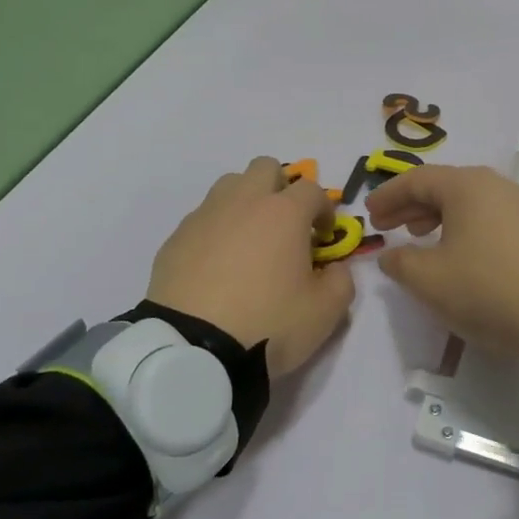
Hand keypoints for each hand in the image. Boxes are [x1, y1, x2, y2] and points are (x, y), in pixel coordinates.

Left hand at [147, 158, 355, 377]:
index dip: (324, 209)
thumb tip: (334, 269)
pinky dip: (216, 230)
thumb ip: (342, 282)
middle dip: (281, 188)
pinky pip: (203, 218)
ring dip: (246, 202)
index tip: (323, 237)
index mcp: (284, 213)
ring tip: (250, 240)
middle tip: (286, 225)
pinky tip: (218, 265)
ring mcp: (205, 216)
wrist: (194, 350)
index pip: (313, 189)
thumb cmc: (268, 323)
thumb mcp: (325, 312)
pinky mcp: (176, 238)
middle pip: (266, 168)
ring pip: (230, 185)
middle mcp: (244, 202)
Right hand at [367, 165, 518, 358]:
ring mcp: (516, 205)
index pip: (417, 180)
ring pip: (465, 201)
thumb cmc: (484, 288)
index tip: (368, 214)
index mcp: (466, 185)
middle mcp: (493, 185)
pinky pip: (484, 216)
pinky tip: (452, 250)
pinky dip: (459, 226)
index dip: (388, 195)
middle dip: (410, 204)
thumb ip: (400, 262)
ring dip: (435, 216)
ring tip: (415, 236)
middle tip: (386, 225)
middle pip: (442, 186)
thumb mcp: (429, 279)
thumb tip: (390, 255)